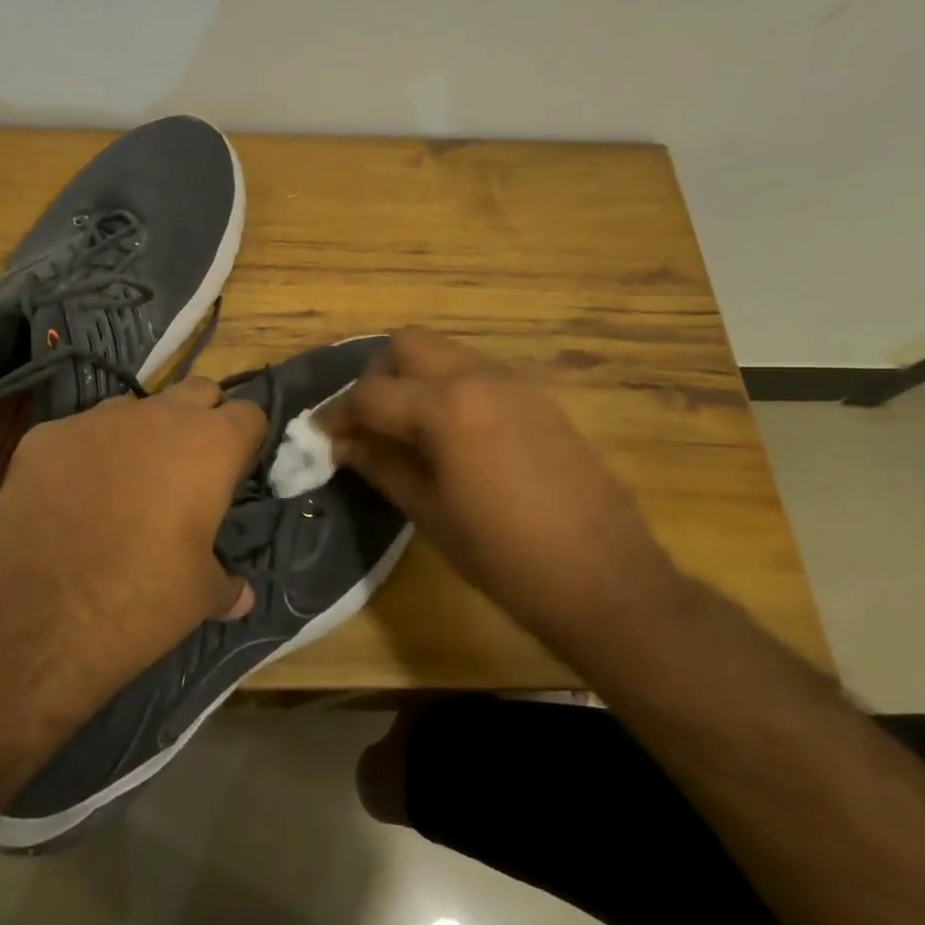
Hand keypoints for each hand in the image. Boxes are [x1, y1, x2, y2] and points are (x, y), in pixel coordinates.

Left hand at [0, 377, 265, 683]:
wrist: (33, 615)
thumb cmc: (137, 600)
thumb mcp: (198, 598)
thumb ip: (226, 583)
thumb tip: (240, 595)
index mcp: (208, 446)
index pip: (249, 413)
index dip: (247, 441)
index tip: (237, 472)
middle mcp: (156, 417)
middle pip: (197, 391)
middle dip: (201, 420)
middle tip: (190, 470)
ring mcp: (95, 420)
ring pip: (134, 408)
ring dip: (141, 435)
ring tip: (127, 485)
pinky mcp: (45, 435)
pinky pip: (79, 433)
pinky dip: (85, 455)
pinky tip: (70, 498)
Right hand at [316, 329, 670, 636]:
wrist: (604, 579)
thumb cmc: (504, 556)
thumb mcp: (428, 512)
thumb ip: (379, 464)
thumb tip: (342, 442)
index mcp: (447, 407)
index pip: (371, 393)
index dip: (337, 414)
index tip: (320, 436)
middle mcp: (481, 377)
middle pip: (408, 345)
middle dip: (376, 377)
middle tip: (366, 423)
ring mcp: (517, 383)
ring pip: (445, 354)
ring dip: (413, 379)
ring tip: (404, 430)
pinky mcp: (540, 398)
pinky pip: (477, 373)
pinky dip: (448, 389)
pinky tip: (448, 435)